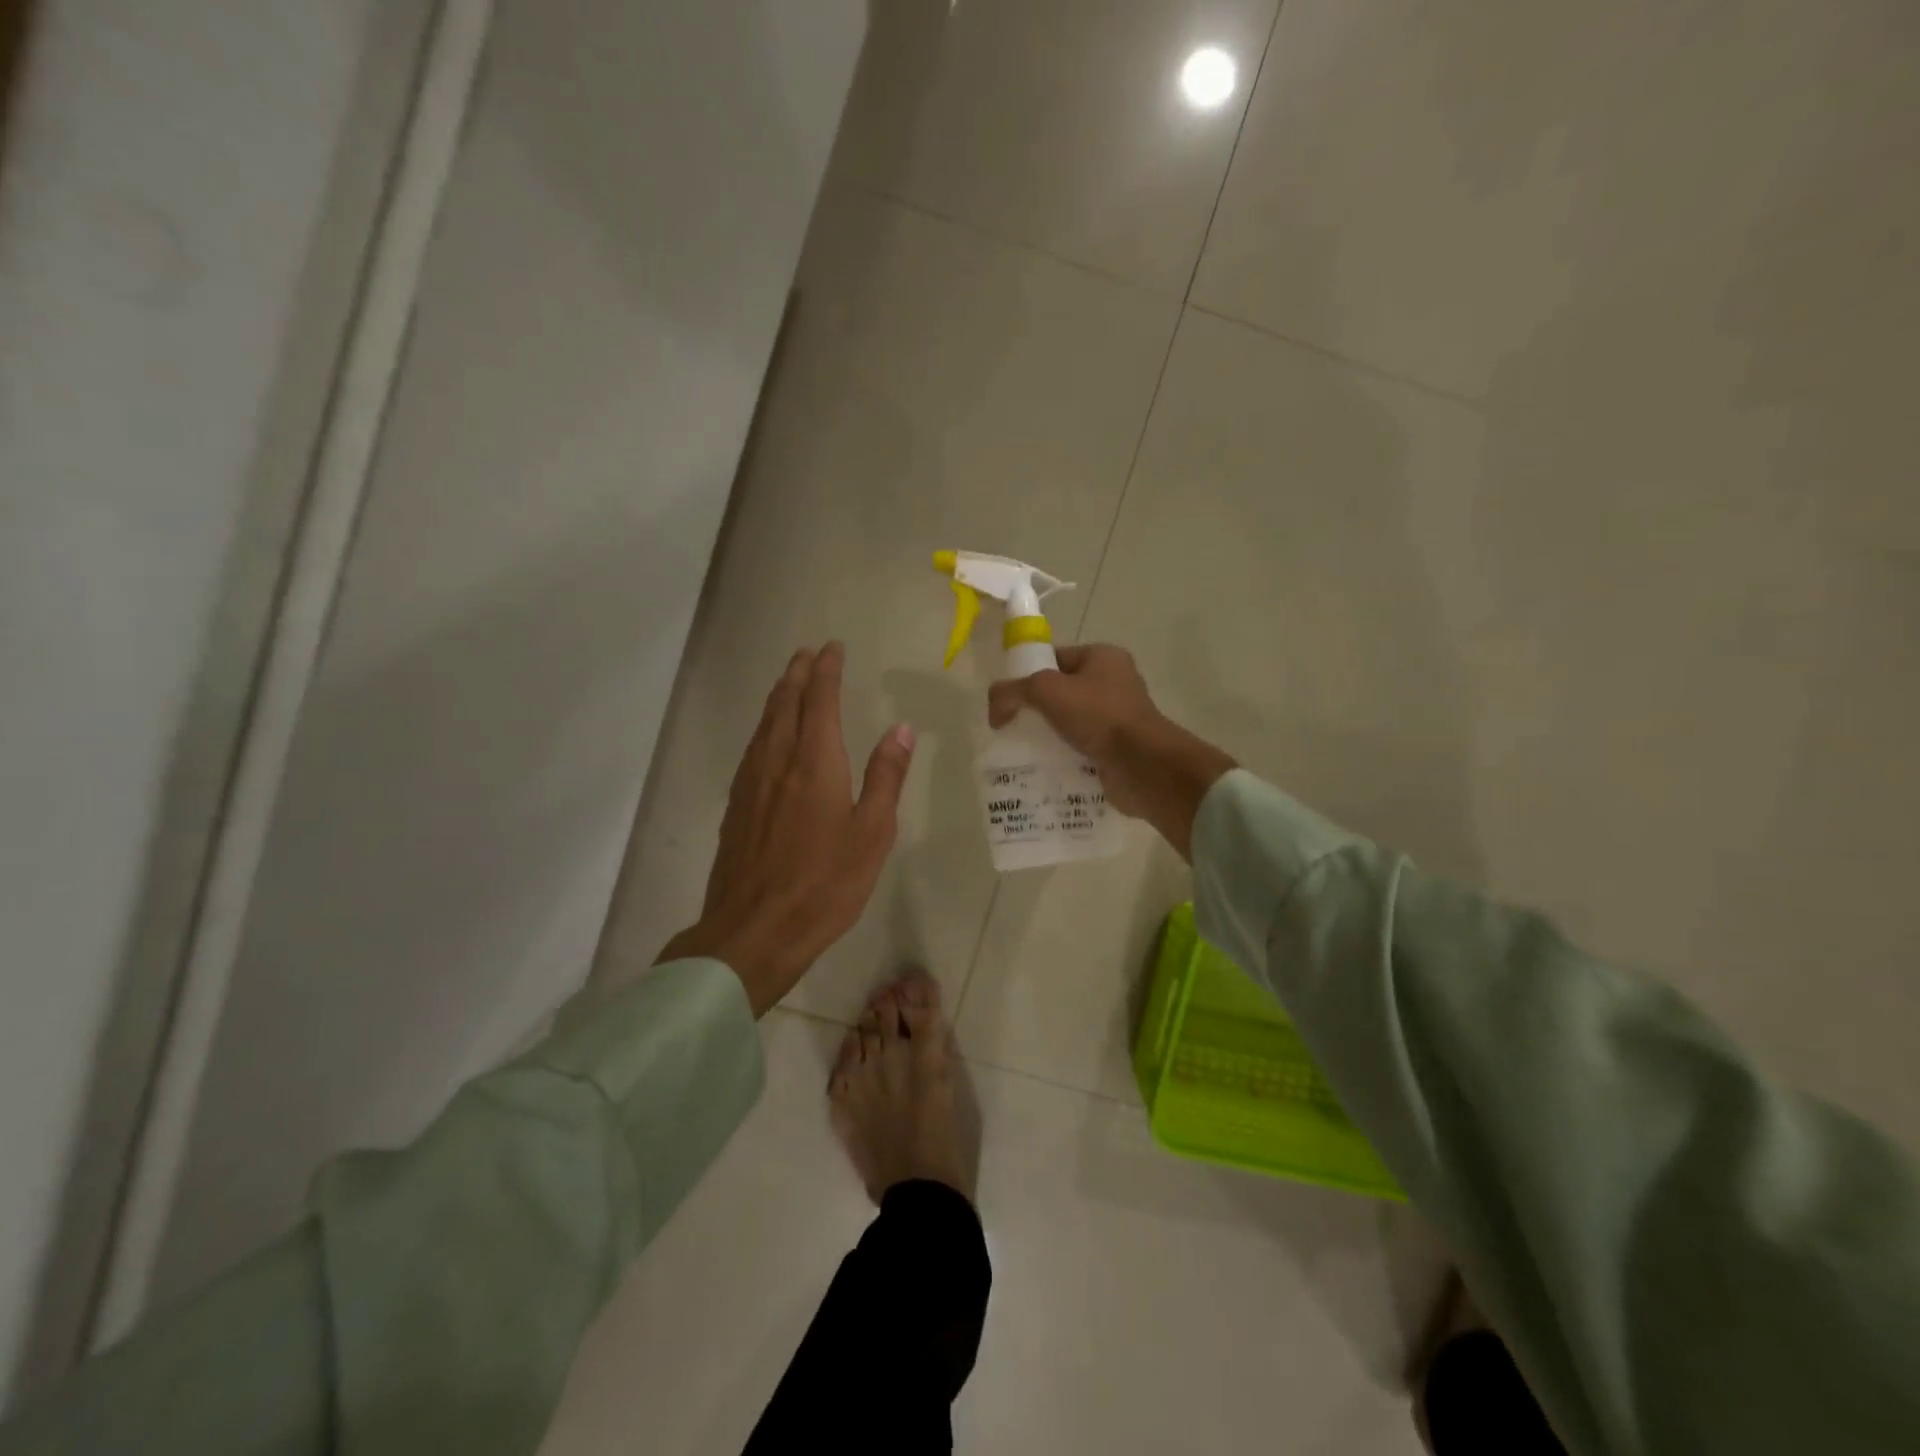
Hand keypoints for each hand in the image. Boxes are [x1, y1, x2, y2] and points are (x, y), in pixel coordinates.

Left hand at [660, 643, 913, 1015]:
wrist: (753, 930)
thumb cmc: (825, 884)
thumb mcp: (872, 833)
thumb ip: (885, 778)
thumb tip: (900, 729)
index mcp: (814, 763)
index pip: (820, 700)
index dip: (826, 670)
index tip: (832, 648)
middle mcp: (777, 762)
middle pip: (784, 704)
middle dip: (797, 673)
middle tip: (808, 653)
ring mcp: (751, 784)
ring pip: (763, 724)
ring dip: (778, 696)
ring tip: (789, 683)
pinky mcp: (736, 806)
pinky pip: (752, 748)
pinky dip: (765, 726)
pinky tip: (768, 738)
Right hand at [987, 644, 1233, 860]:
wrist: (1141, 766)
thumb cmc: (1098, 716)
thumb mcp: (1046, 691)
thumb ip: (1013, 691)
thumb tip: (994, 707)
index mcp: (1103, 657)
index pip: (1055, 658)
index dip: (1027, 673)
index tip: (1007, 699)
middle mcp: (1114, 682)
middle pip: (1061, 692)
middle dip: (1035, 709)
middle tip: (1010, 727)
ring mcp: (1118, 718)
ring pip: (1070, 722)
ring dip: (1048, 735)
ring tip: (1022, 751)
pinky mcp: (1117, 749)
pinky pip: (1081, 748)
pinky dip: (1063, 757)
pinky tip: (1043, 768)